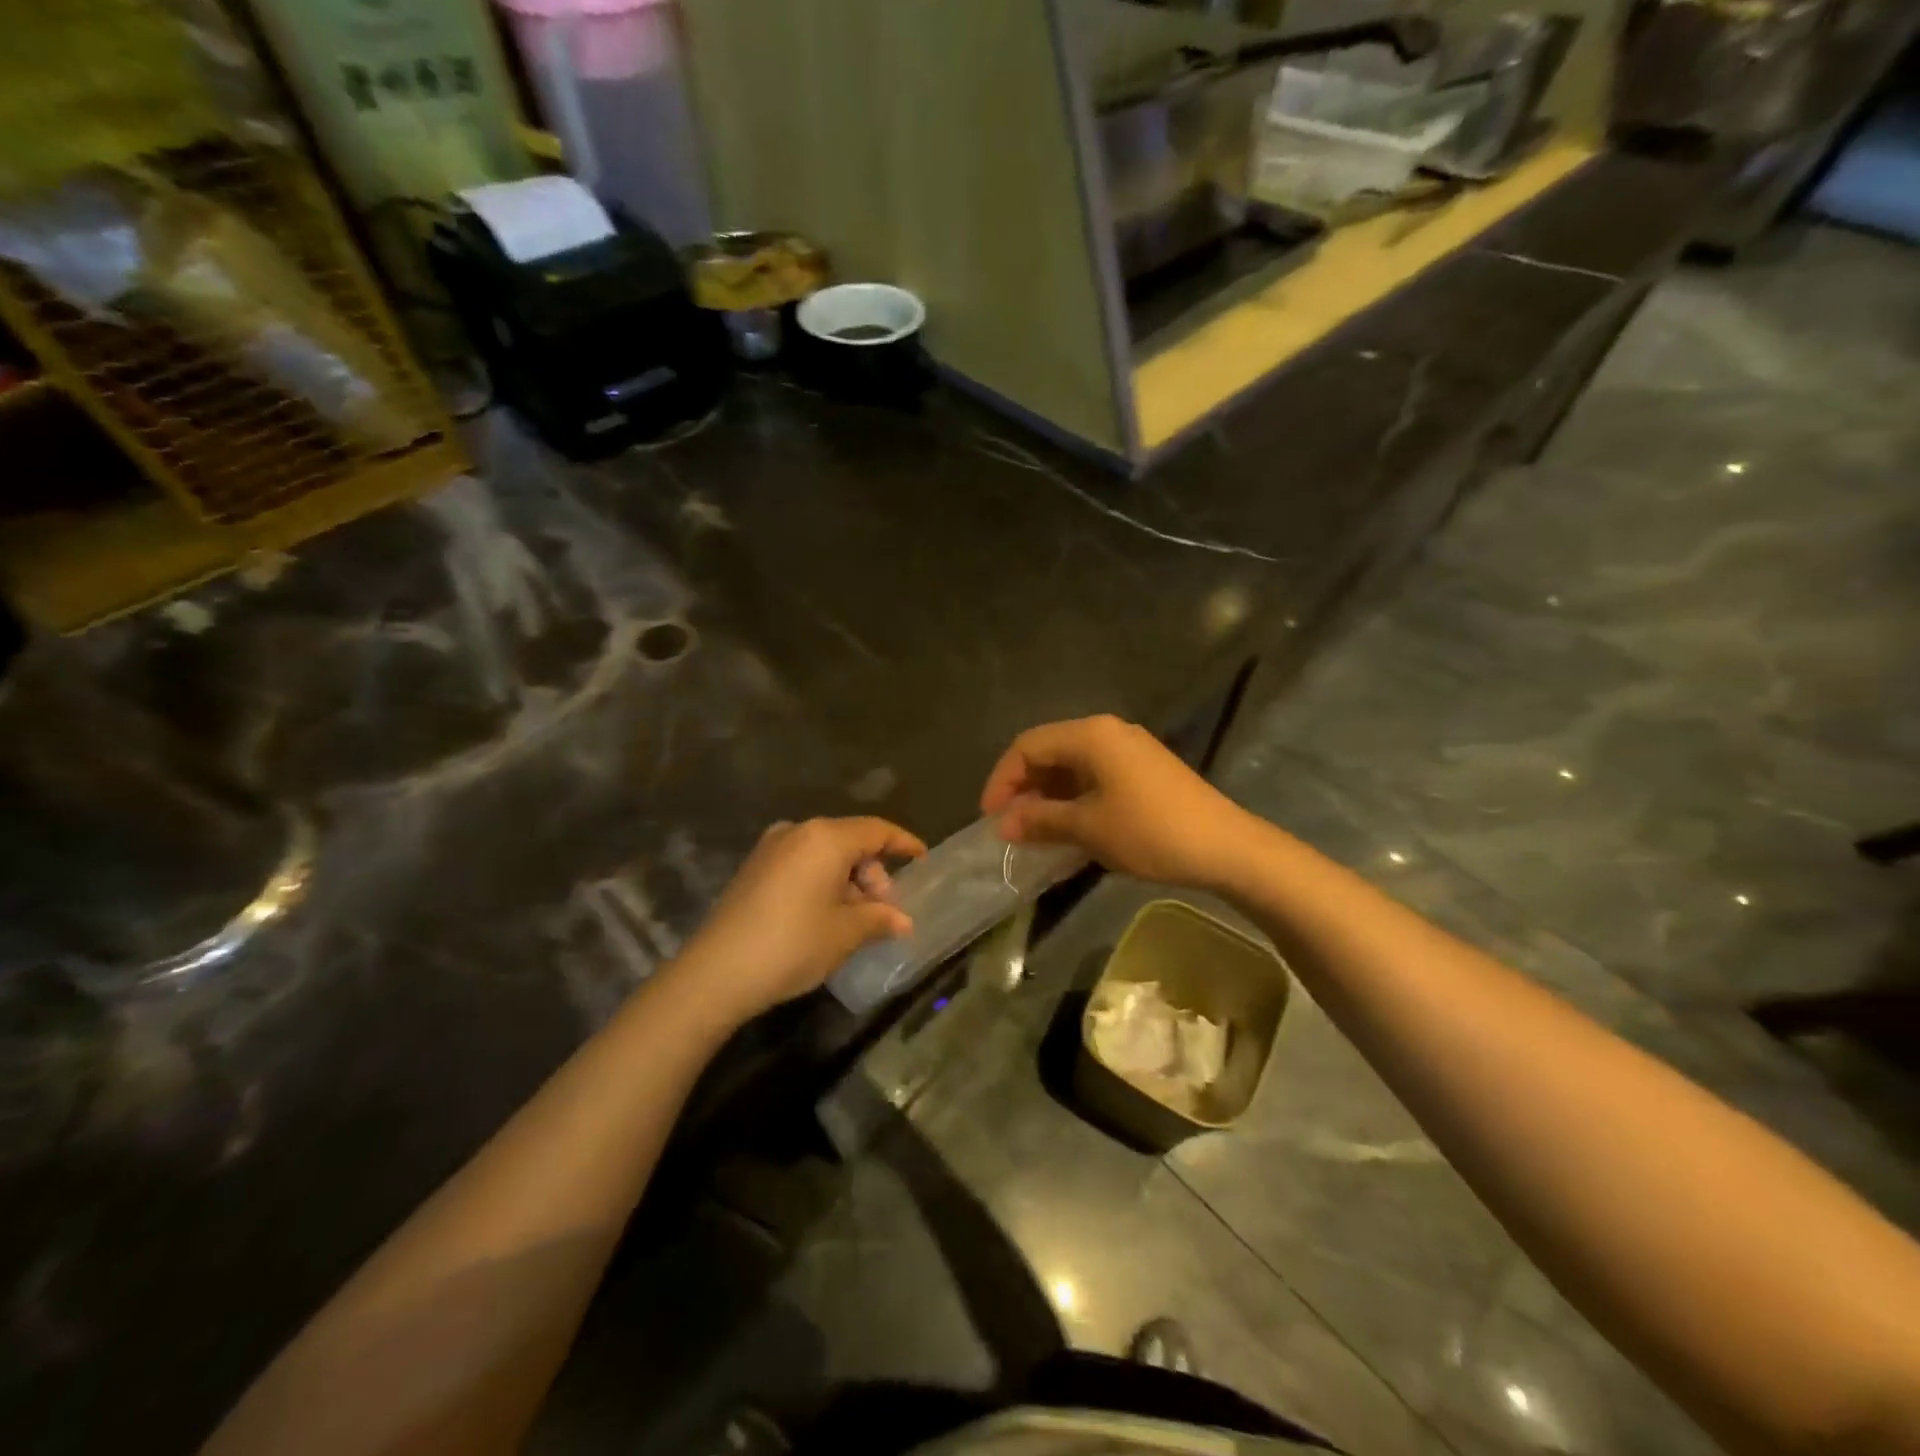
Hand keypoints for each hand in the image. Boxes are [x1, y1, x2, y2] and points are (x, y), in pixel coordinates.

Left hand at [673, 817, 926, 1024]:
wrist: (716, 972)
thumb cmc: (792, 944)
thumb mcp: (845, 933)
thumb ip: (879, 918)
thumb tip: (902, 920)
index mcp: (825, 838)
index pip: (876, 830)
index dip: (903, 843)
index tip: (922, 859)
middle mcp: (798, 832)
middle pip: (850, 842)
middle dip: (874, 874)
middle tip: (884, 911)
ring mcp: (771, 848)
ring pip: (825, 854)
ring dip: (848, 881)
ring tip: (857, 919)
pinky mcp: (754, 868)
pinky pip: (802, 864)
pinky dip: (823, 882)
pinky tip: (827, 915)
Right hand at [980, 716, 1253, 890]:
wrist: (1226, 847)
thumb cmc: (1150, 831)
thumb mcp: (1088, 828)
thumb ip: (1041, 820)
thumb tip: (1004, 824)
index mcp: (1091, 735)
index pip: (1028, 746)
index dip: (1002, 780)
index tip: (990, 817)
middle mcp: (1108, 732)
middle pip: (1049, 751)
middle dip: (1024, 787)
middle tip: (1010, 826)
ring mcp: (1129, 749)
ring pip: (1072, 765)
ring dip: (1048, 795)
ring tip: (1035, 831)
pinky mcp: (1143, 770)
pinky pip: (1094, 776)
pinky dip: (1074, 798)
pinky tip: (1068, 827)